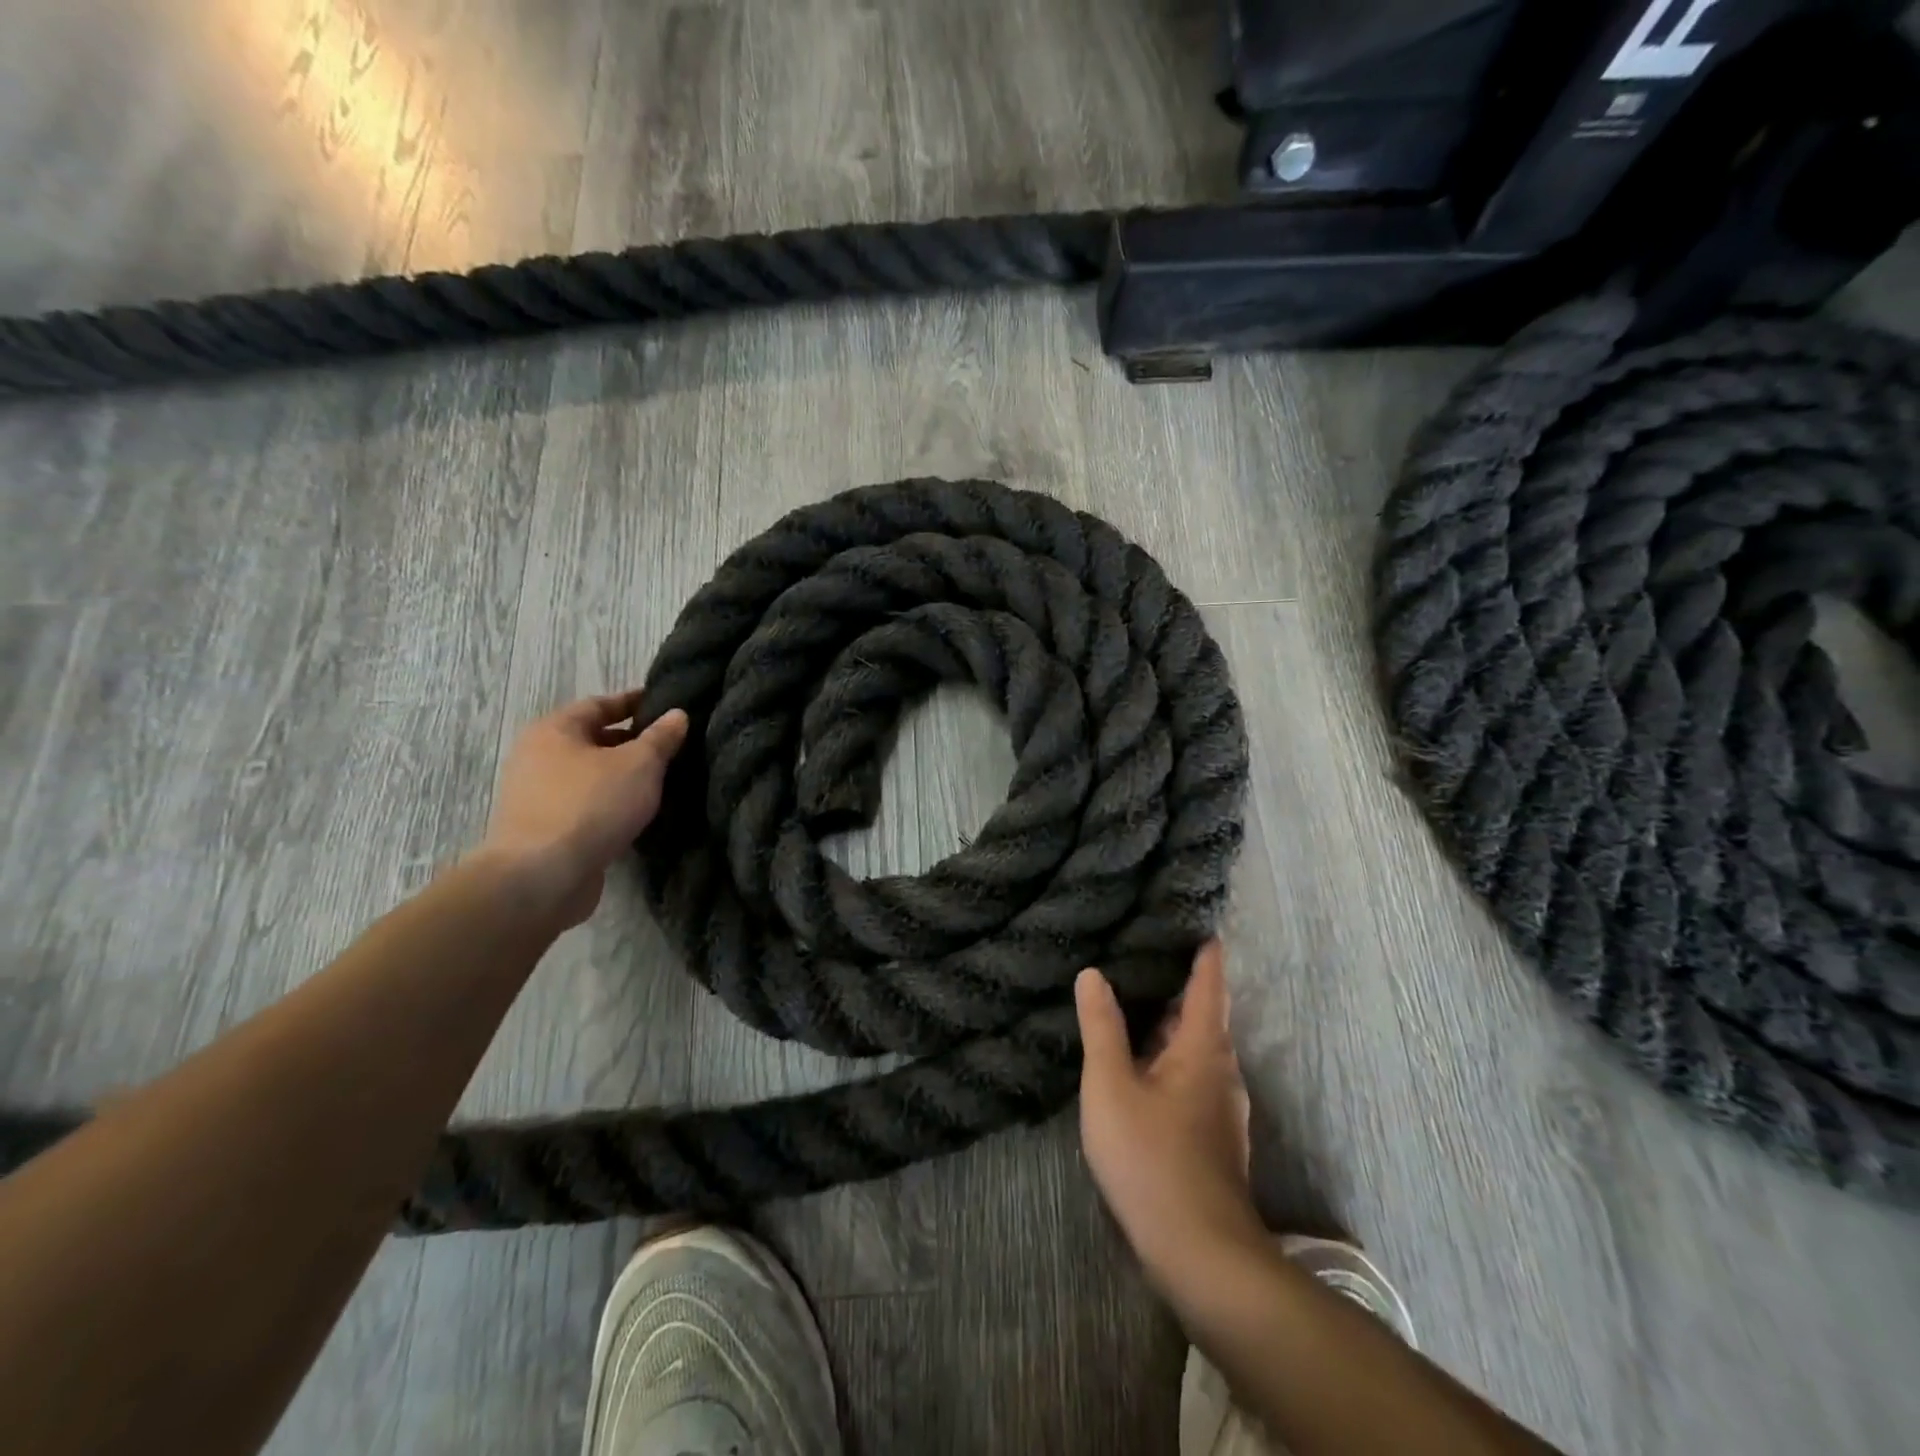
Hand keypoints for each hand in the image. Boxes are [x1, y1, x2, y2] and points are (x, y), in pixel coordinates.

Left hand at [476, 691, 688, 927]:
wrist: (542, 877)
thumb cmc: (591, 805)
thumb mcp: (639, 764)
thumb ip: (661, 738)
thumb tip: (677, 714)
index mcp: (554, 730)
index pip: (600, 704)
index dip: (634, 702)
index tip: (666, 704)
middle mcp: (539, 757)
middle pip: (593, 740)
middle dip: (632, 742)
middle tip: (672, 745)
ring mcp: (538, 796)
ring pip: (591, 775)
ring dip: (623, 776)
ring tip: (663, 780)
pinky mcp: (546, 830)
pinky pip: (587, 805)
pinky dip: (612, 804)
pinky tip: (639, 813)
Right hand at [1075, 941, 1265, 1287]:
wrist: (1200, 1254)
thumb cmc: (1152, 1159)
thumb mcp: (1111, 1087)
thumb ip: (1101, 1027)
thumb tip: (1092, 973)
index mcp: (1203, 1047)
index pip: (1209, 983)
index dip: (1205, 951)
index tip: (1197, 921)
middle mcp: (1222, 1070)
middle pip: (1202, 1015)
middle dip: (1177, 985)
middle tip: (1141, 954)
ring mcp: (1221, 1107)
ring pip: (1195, 1049)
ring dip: (1169, 1024)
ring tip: (1133, 1002)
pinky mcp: (1213, 1137)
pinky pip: (1192, 1076)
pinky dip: (1169, 1056)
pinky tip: (1140, 1064)